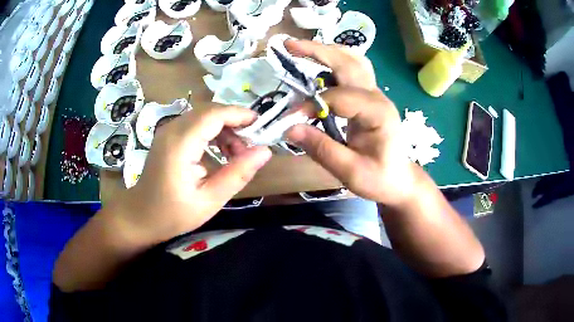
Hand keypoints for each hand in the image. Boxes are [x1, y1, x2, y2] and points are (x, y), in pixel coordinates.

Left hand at [116, 106, 271, 243]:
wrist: (140, 215)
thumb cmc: (172, 214)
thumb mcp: (209, 200)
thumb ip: (237, 174)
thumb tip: (265, 151)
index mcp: (180, 144)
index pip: (214, 114)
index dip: (240, 115)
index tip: (261, 126)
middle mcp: (172, 129)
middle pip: (210, 111)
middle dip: (234, 122)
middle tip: (249, 147)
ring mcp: (168, 130)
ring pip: (203, 116)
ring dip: (224, 128)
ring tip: (236, 154)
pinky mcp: (168, 136)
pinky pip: (195, 124)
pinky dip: (212, 132)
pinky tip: (219, 152)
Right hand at [284, 40, 415, 205]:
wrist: (400, 179)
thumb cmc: (380, 178)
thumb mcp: (350, 172)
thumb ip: (322, 149)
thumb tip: (289, 128)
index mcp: (378, 114)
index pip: (339, 98)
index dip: (311, 105)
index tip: (290, 119)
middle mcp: (378, 97)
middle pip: (349, 63)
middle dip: (318, 51)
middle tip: (288, 45)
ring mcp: (375, 94)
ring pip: (353, 60)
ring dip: (327, 51)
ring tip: (301, 48)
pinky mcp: (369, 97)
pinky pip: (353, 70)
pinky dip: (334, 60)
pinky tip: (319, 62)